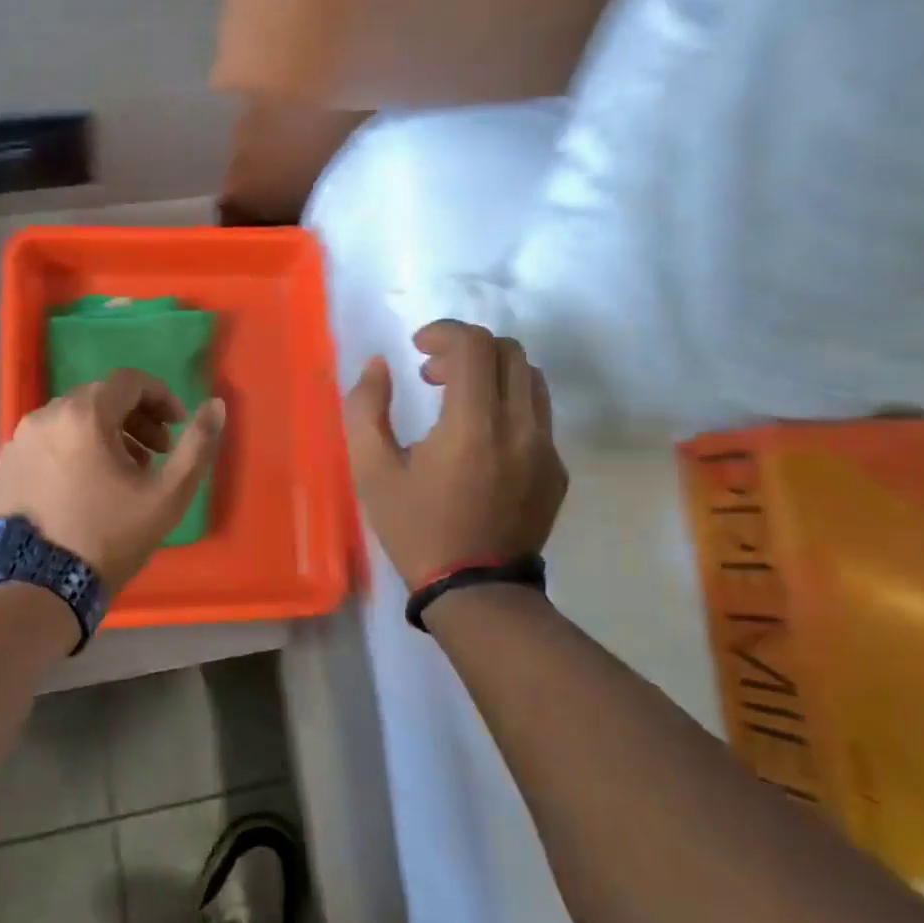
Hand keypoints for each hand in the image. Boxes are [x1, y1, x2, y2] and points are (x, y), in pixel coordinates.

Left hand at [0, 369, 225, 591]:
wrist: (35, 587)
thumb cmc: (108, 535)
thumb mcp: (167, 495)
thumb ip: (198, 445)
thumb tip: (216, 405)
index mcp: (84, 414)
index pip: (130, 381)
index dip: (162, 397)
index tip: (177, 427)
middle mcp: (46, 415)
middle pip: (101, 398)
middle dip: (136, 418)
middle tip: (156, 454)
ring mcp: (19, 440)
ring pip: (73, 419)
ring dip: (106, 434)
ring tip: (123, 474)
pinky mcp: (5, 465)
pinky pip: (49, 442)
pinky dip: (75, 450)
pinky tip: (86, 488)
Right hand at [344, 320, 567, 587]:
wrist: (476, 591)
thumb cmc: (417, 529)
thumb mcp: (372, 471)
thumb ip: (366, 408)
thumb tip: (378, 365)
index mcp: (473, 424)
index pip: (474, 345)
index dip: (444, 332)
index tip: (418, 348)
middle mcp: (519, 427)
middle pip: (509, 351)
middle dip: (468, 349)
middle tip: (434, 376)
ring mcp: (545, 448)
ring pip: (530, 378)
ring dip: (493, 373)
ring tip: (460, 401)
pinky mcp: (557, 469)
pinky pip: (539, 414)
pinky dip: (509, 404)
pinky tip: (483, 440)